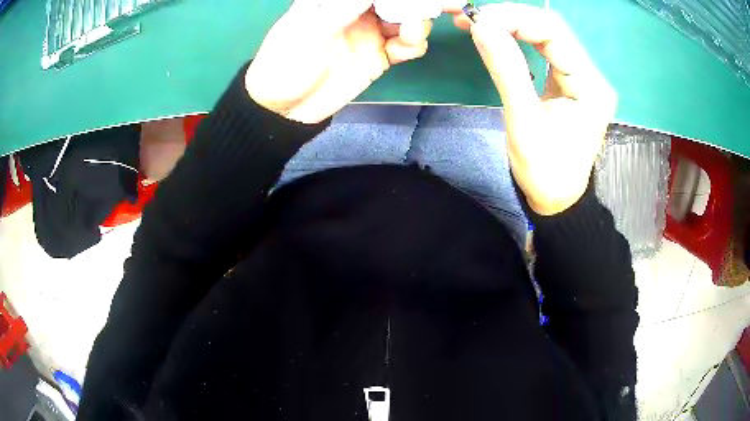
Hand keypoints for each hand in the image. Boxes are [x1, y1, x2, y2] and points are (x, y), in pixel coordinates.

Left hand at [246, 0, 447, 123]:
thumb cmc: (286, 64)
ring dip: (417, 24)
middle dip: (415, 5)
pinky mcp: (378, 56)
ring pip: (407, 19)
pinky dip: (413, 45)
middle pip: (396, 2)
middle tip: (432, 11)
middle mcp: (356, 11)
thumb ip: (346, 5)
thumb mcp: (312, 29)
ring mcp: (369, 33)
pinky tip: (407, 49)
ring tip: (410, 35)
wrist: (285, 109)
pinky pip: (405, 45)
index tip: (414, 0)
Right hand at [455, 4, 616, 214]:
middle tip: (473, 19)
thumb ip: (506, 69)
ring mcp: (580, 78)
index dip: (514, 18)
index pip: (553, 32)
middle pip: (551, 29)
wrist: (558, 200)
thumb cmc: (546, 172)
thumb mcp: (525, 122)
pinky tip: (496, 35)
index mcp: (590, 86)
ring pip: (546, 36)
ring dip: (512, 25)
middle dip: (511, 18)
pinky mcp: (568, 82)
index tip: (478, 20)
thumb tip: (480, 26)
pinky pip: (543, 50)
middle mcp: (590, 75)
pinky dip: (517, 39)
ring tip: (477, 23)